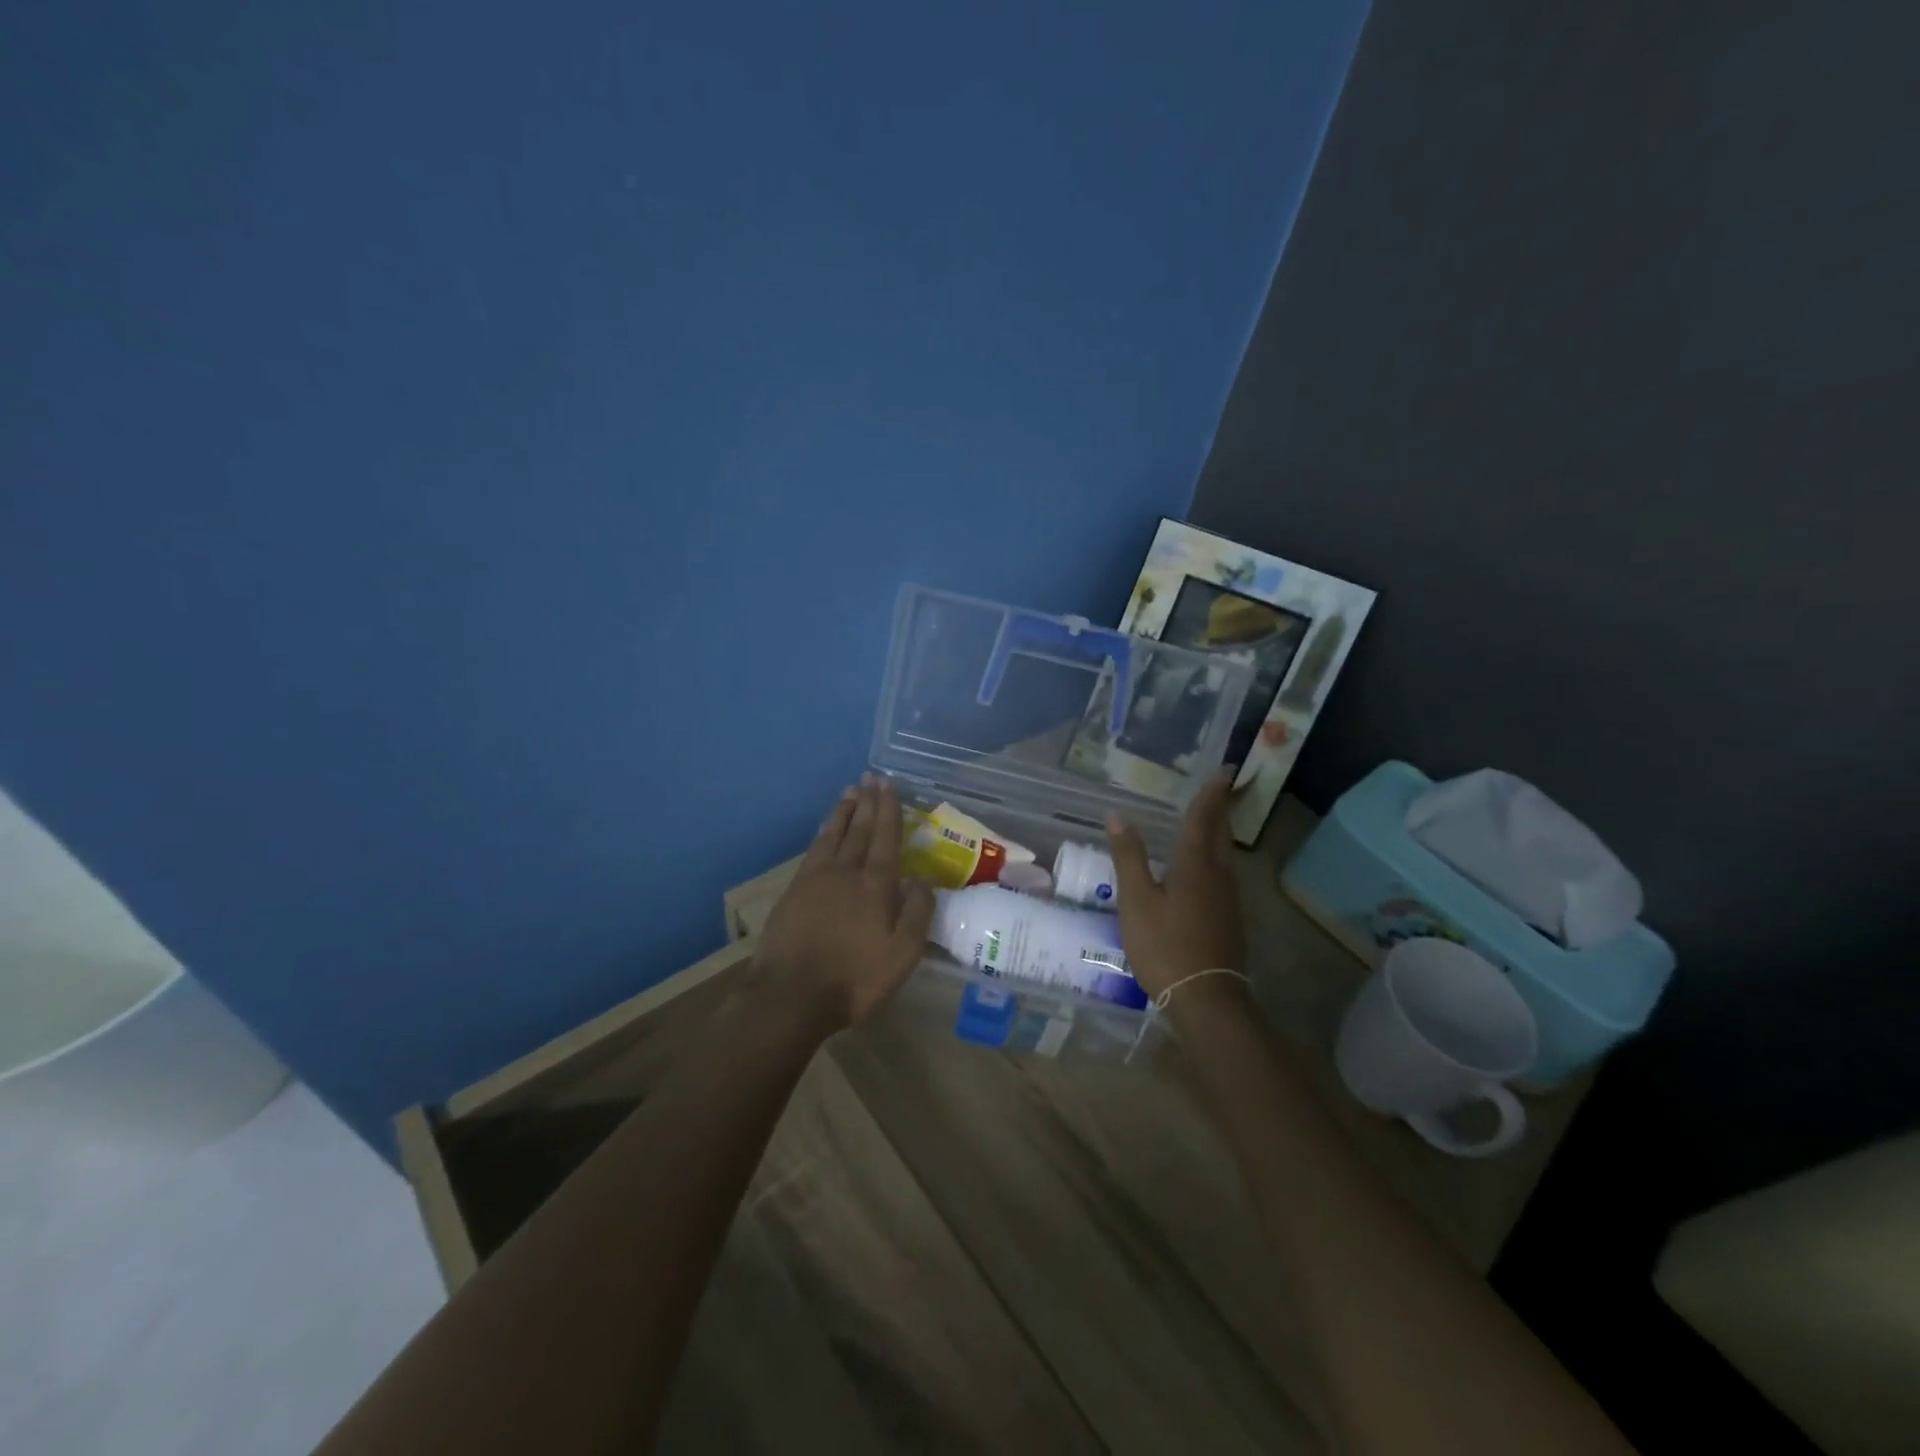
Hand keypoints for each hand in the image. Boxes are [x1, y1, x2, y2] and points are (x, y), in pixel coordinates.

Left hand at [756, 775, 935, 1029]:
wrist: (790, 996)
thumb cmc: (853, 979)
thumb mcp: (901, 955)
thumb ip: (917, 914)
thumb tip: (923, 880)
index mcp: (875, 886)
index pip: (886, 838)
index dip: (889, 810)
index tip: (890, 785)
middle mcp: (846, 872)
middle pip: (859, 830)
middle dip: (868, 802)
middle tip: (871, 777)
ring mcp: (815, 879)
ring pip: (833, 835)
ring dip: (844, 812)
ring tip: (851, 791)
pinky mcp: (793, 891)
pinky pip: (813, 850)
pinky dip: (824, 833)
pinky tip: (826, 829)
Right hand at [1107, 771, 1246, 1002]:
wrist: (1207, 1000)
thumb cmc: (1166, 945)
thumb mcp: (1137, 900)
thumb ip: (1129, 856)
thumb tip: (1118, 814)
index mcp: (1196, 865)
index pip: (1204, 819)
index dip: (1211, 794)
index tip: (1225, 770)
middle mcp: (1218, 876)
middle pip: (1221, 834)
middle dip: (1220, 809)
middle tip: (1220, 788)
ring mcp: (1228, 900)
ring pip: (1225, 856)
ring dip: (1220, 833)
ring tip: (1211, 820)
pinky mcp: (1228, 920)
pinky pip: (1223, 875)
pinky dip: (1216, 858)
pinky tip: (1205, 869)